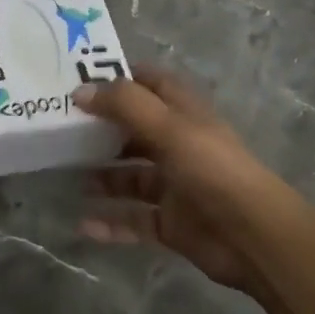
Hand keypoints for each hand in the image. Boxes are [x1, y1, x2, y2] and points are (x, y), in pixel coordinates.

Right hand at [74, 72, 307, 299]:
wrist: (253, 235)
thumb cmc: (211, 168)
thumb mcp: (169, 127)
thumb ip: (124, 105)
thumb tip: (80, 91)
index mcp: (184, 113)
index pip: (150, 83)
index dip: (119, 78)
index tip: (80, 79)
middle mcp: (179, 144)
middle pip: (135, 130)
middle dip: (102, 129)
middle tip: (61, 128)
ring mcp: (175, 186)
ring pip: (131, 177)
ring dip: (103, 176)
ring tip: (67, 175)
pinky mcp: (172, 223)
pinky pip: (134, 219)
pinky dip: (111, 222)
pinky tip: (83, 224)